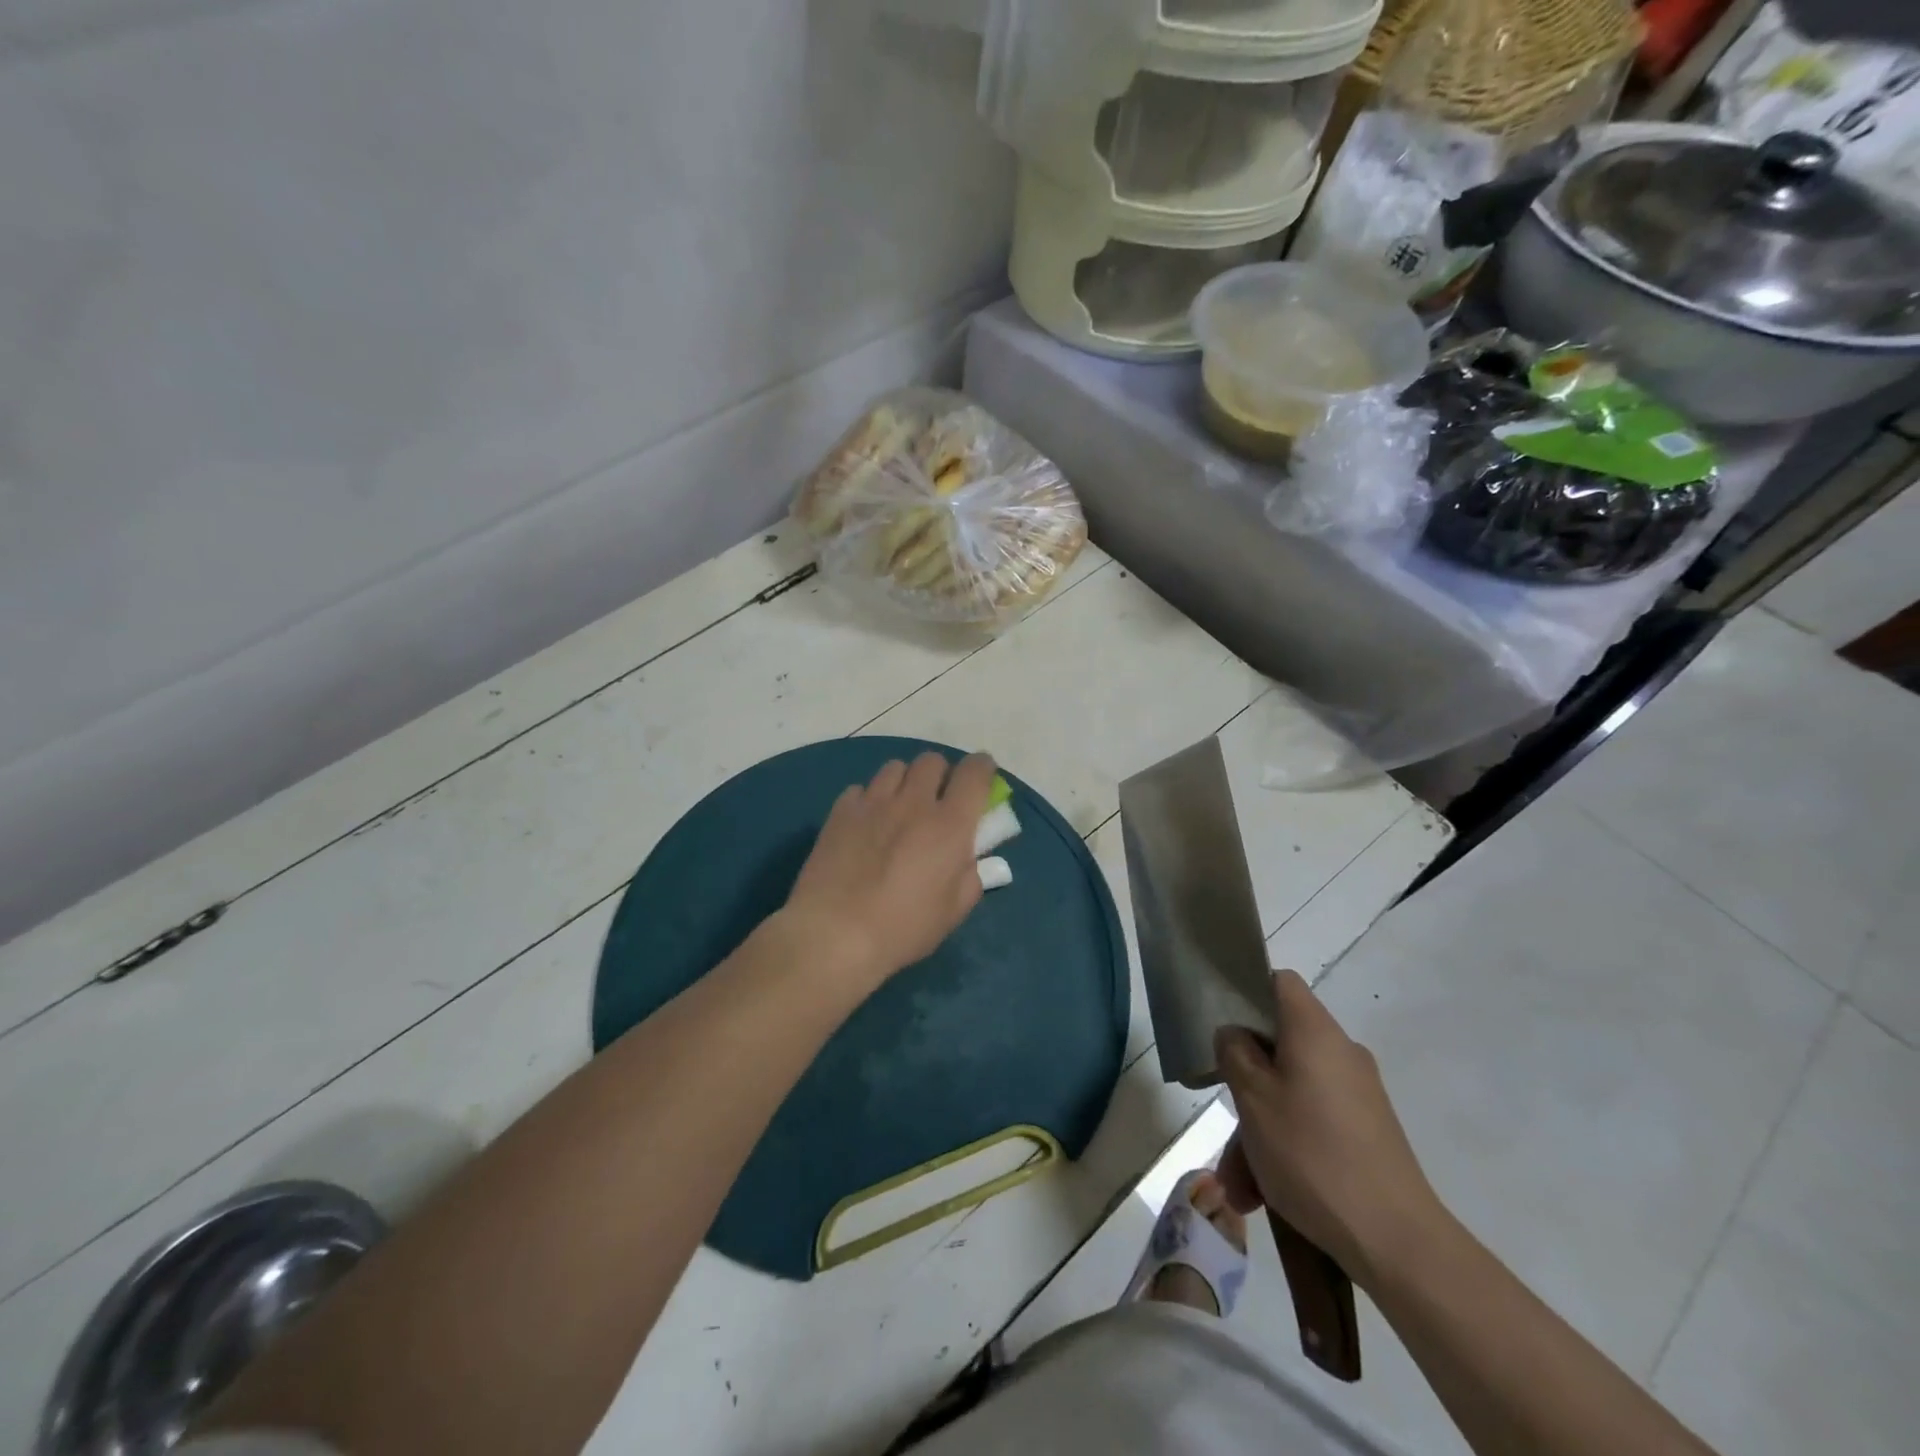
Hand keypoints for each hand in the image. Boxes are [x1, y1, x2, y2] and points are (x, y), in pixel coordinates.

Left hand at [783, 752, 996, 988]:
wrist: (833, 934)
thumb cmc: (902, 929)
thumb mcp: (953, 912)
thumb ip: (969, 876)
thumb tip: (968, 858)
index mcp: (950, 824)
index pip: (975, 773)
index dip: (983, 768)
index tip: (982, 779)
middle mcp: (913, 802)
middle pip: (932, 761)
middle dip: (941, 775)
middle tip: (937, 802)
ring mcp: (873, 802)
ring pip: (895, 768)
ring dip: (905, 782)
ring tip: (899, 808)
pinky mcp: (840, 811)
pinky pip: (861, 789)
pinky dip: (869, 800)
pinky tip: (865, 825)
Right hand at [1215, 970, 1442, 1287]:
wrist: (1399, 1243)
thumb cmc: (1313, 1155)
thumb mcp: (1254, 1100)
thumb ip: (1235, 1054)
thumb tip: (1235, 1034)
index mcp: (1315, 1032)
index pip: (1280, 983)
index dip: (1247, 992)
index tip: (1222, 1025)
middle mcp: (1341, 1054)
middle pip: (1279, 1047)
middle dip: (1245, 1086)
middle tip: (1224, 1127)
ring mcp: (1358, 1096)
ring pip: (1291, 1094)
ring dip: (1259, 1132)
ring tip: (1239, 1188)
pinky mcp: (1368, 1134)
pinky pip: (1313, 1124)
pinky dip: (1285, 1148)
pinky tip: (1265, 1196)